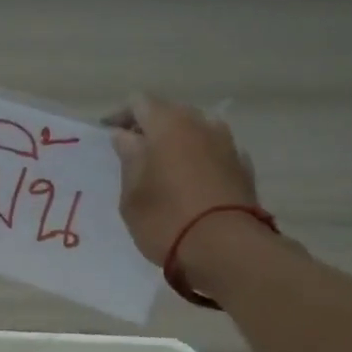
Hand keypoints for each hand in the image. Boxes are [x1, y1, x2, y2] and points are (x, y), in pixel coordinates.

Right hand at [109, 93, 258, 265]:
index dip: (120, 116)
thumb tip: (126, 137)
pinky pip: (215, 152)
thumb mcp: (133, 195)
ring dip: (178, 142)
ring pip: (196, 131)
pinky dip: (200, 159)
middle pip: (171, 113)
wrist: (226, 249)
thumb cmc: (167, 220)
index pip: (139, 103)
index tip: (108, 135)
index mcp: (168, 125)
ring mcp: (227, 144)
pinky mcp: (243, 167)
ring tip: (165, 167)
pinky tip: (193, 181)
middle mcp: (201, 124)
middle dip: (150, 128)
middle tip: (134, 152)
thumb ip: (129, 159)